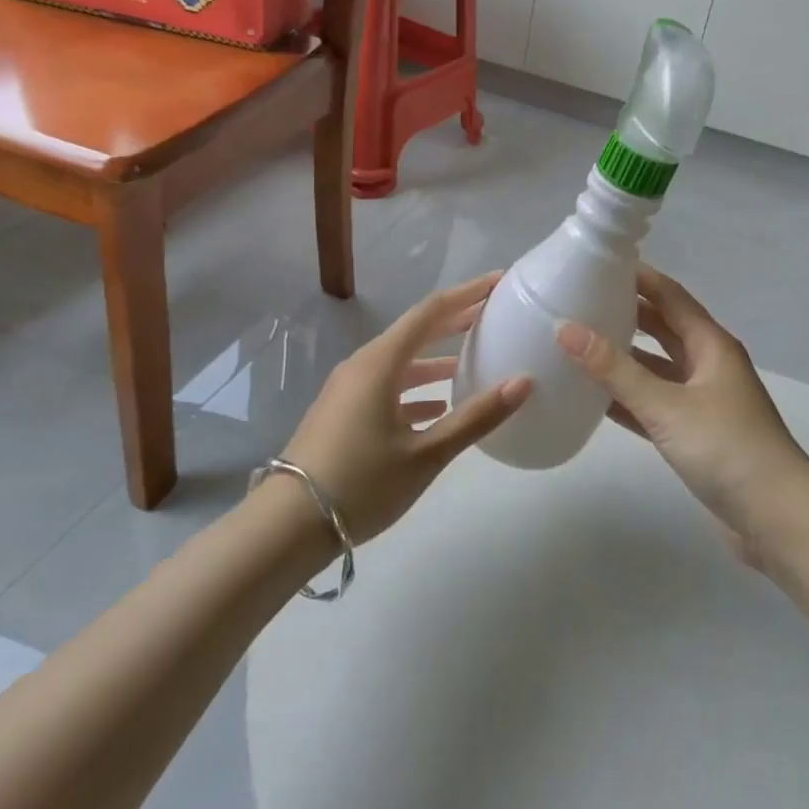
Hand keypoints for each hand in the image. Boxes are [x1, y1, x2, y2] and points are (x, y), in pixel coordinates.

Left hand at [280, 273, 531, 542]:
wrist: (286, 527)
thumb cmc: (360, 484)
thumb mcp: (426, 454)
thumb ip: (476, 417)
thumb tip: (523, 382)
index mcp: (380, 363)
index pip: (431, 312)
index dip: (467, 293)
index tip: (499, 281)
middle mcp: (362, 365)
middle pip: (416, 331)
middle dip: (455, 319)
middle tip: (493, 312)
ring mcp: (348, 389)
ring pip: (401, 360)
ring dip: (436, 356)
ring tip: (472, 358)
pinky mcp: (343, 411)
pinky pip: (387, 384)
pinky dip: (417, 386)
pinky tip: (438, 405)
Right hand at [556, 266, 808, 551]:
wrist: (776, 519)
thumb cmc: (726, 448)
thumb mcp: (666, 405)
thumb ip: (615, 369)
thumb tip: (565, 328)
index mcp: (711, 344)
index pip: (670, 296)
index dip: (638, 277)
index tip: (597, 264)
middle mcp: (708, 365)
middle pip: (663, 328)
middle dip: (627, 314)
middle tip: (579, 302)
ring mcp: (702, 401)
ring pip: (657, 368)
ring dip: (624, 357)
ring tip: (579, 344)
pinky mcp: (695, 434)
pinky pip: (655, 404)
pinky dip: (629, 398)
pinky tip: (595, 398)